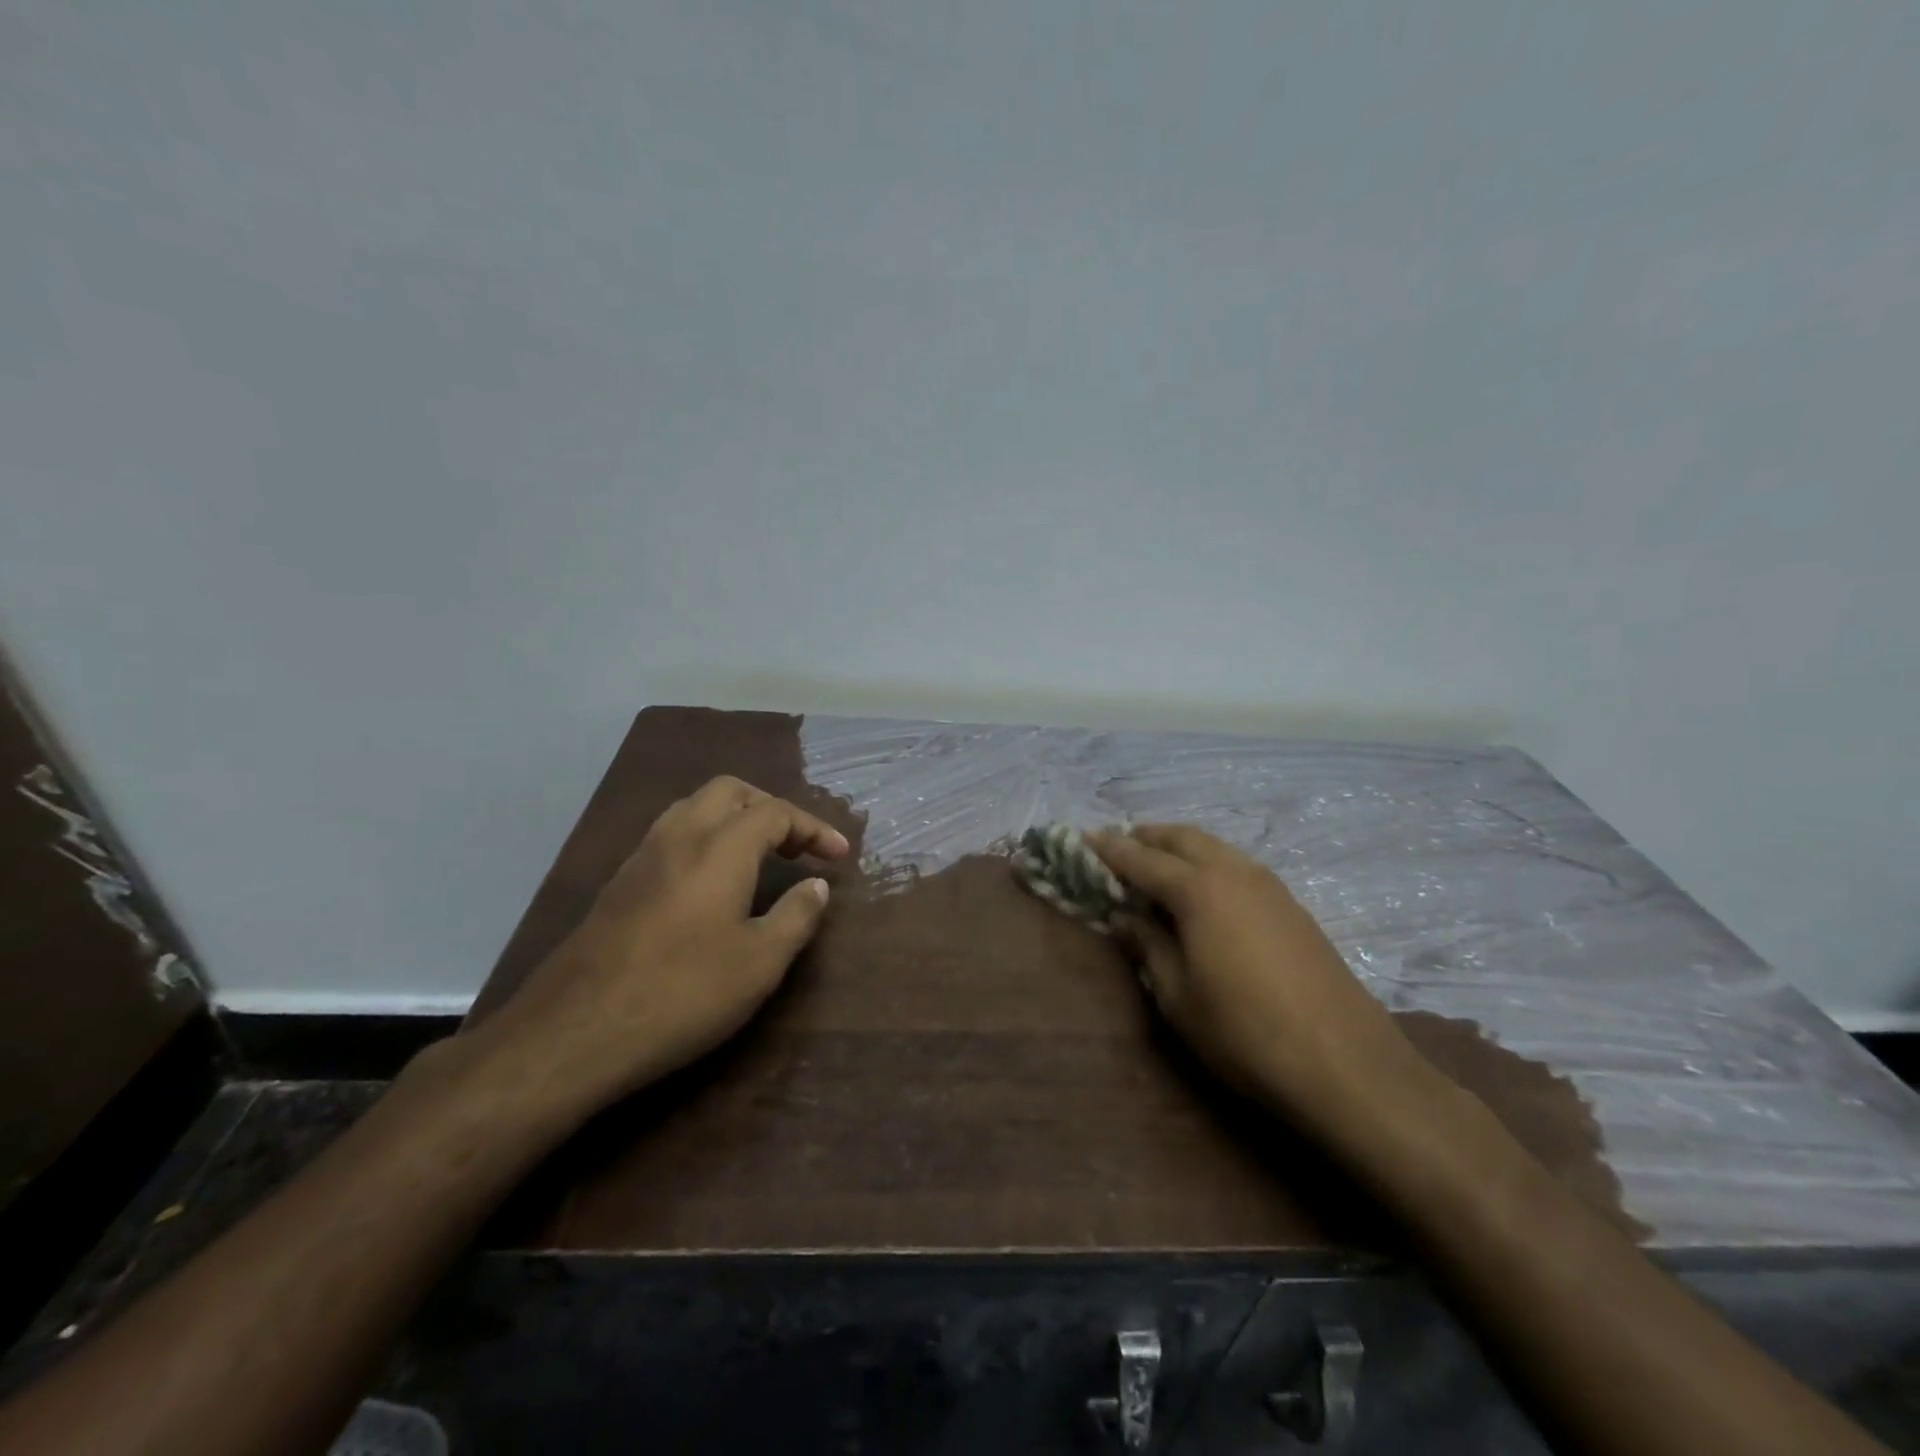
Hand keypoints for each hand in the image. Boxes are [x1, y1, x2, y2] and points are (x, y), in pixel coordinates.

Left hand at [459, 776, 850, 1123]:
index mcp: (720, 847)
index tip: (840, 855)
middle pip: (731, 792)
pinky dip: (705, 838)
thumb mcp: (759, 963)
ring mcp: (642, 857)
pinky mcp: (619, 883)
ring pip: (695, 808)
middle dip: (771, 808)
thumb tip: (816, 886)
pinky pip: (672, 835)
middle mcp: (679, 836)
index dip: (814, 828)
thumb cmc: (681, 993)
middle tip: (796, 846)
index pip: (776, 812)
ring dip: (735, 819)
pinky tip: (712, 883)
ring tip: (759, 856)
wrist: (573, 1032)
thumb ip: (797, 916)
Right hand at [1089, 825, 1436, 1136]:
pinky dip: (1210, 863)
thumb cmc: (1244, 1033)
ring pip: (1215, 847)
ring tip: (1159, 863)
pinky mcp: (1293, 907)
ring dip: (1181, 847)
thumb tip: (1125, 917)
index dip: (1110, 849)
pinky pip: (1238, 866)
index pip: (1141, 859)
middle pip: (1183, 838)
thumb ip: (1148, 947)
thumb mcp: (1178, 997)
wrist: (1346, 1065)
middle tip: (1121, 845)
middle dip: (1148, 837)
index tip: (1084, 837)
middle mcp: (1234, 873)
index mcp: (1198, 890)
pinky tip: (1206, 891)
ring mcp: (1270, 886)